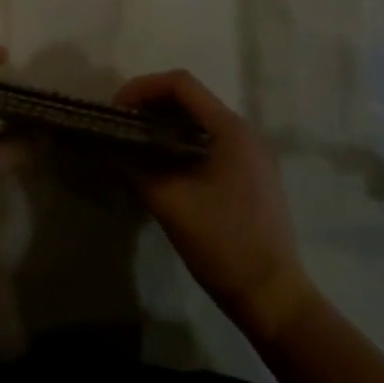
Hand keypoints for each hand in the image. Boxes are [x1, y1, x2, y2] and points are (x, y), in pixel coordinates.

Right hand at [114, 70, 315, 337]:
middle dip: (152, 104)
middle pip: (191, 98)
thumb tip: (109, 149)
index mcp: (230, 129)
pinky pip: (212, 140)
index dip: (143, 88)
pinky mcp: (253, 174)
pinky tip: (164, 163)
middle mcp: (245, 132)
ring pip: (201, 120)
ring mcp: (253, 154)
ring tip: (137, 141)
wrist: (274, 298)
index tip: (117, 110)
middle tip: (122, 125)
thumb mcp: (170, 203)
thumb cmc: (223, 244)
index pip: (181, 84)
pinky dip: (183, 141)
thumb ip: (136, 168)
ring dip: (166, 123)